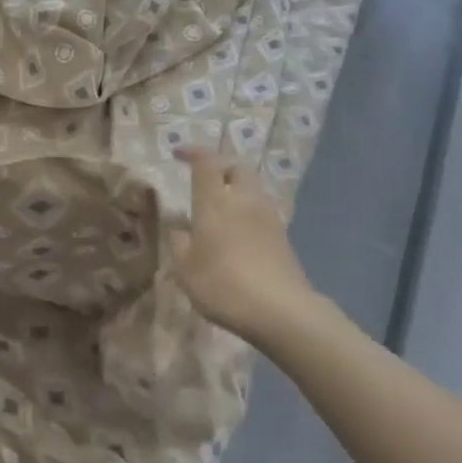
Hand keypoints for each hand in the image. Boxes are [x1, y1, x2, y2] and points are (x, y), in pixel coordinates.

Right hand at [170, 148, 315, 344]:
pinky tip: (239, 233)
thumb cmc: (223, 285)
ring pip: (253, 189)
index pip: (206, 162)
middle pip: (236, 168)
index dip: (192, 152)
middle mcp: (244, 200)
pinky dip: (248, 212)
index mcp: (215, 202)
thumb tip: (179, 228)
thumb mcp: (186, 269)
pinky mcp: (283, 236)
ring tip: (221, 208)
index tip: (178, 154)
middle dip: (221, 167)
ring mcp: (268, 217)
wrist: (281, 310)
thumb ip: (179, 242)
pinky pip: (262, 211)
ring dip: (236, 190)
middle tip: (205, 180)